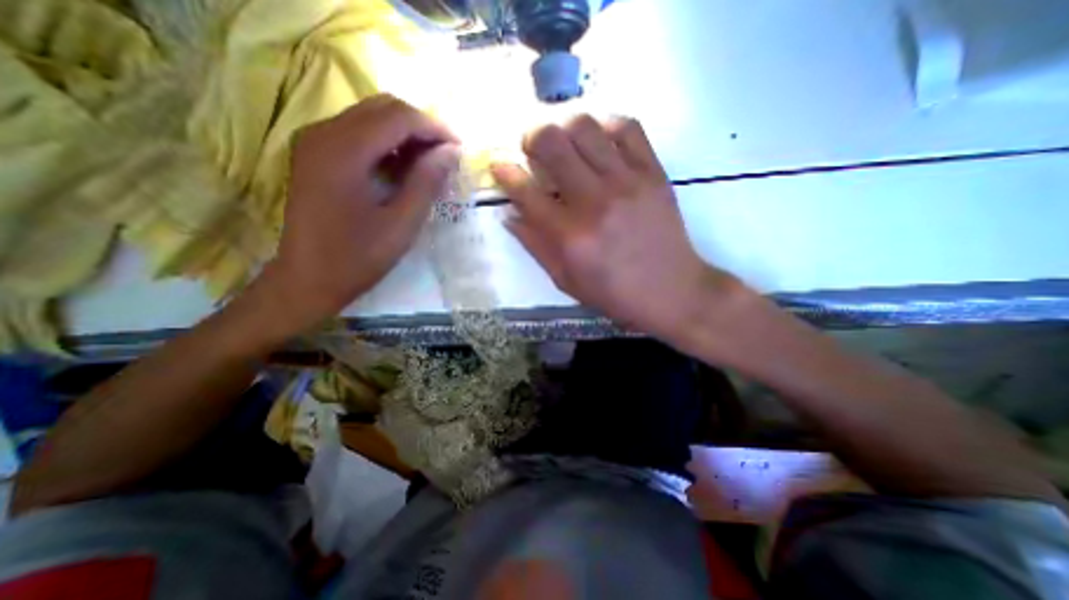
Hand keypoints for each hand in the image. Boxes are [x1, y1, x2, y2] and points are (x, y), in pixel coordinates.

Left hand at [257, 93, 463, 337]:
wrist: (308, 279)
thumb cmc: (358, 257)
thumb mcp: (402, 223)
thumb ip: (427, 182)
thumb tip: (451, 152)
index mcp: (343, 151)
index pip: (398, 118)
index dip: (434, 128)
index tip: (459, 149)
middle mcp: (323, 133)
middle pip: (382, 108)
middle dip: (421, 127)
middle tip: (446, 156)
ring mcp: (314, 141)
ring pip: (370, 117)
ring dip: (405, 134)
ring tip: (429, 163)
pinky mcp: (314, 154)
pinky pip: (357, 133)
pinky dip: (386, 143)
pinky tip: (402, 167)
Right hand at [498, 115, 741, 342]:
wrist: (672, 291)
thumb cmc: (614, 293)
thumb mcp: (566, 281)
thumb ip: (535, 246)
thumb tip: (510, 216)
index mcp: (570, 237)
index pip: (526, 192)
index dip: (505, 173)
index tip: (499, 165)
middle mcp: (595, 202)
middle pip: (552, 143)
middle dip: (531, 137)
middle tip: (531, 147)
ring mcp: (627, 182)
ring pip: (585, 126)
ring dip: (564, 126)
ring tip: (564, 142)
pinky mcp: (653, 172)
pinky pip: (627, 128)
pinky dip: (605, 125)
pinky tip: (598, 140)